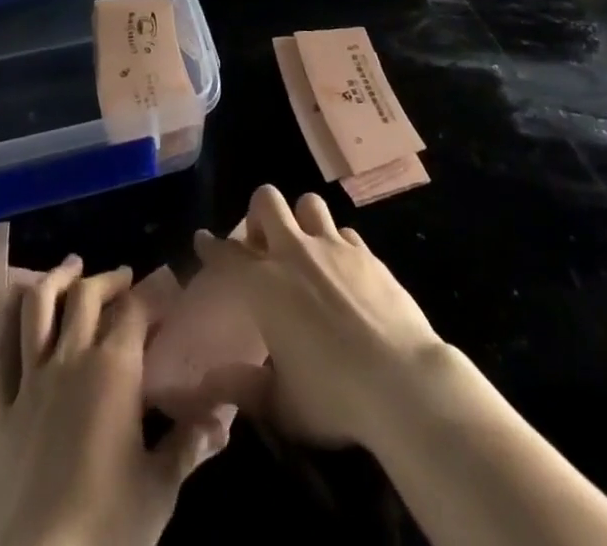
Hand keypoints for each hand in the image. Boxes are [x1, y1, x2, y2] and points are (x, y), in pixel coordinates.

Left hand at [0, 257, 227, 545]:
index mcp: (115, 369)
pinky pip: (1, 348)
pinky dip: (10, 316)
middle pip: (88, 295)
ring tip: (72, 267)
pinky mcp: (0, 407)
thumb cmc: (106, 529)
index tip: (169, 291)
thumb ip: (191, 444)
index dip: (154, 294)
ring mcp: (30, 380)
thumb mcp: (159, 490)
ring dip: (57, 279)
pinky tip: (19, 304)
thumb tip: (227, 415)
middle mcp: (71, 358)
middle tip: (126, 278)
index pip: (137, 310)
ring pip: (38, 306)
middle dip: (110, 279)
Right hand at [193, 185, 443, 448]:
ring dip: (301, 219)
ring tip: (304, 247)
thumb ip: (243, 388)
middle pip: (267, 201)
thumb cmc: (334, 397)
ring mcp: (333, 247)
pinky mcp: (366, 253)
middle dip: (259, 214)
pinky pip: (344, 231)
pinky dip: (337, 243)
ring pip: (308, 203)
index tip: (203, 239)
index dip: (211, 246)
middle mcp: (295, 253)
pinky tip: (342, 268)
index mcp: (264, 285)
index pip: (227, 255)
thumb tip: (209, 381)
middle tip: (262, 244)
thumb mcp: (281, 405)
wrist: (403, 382)